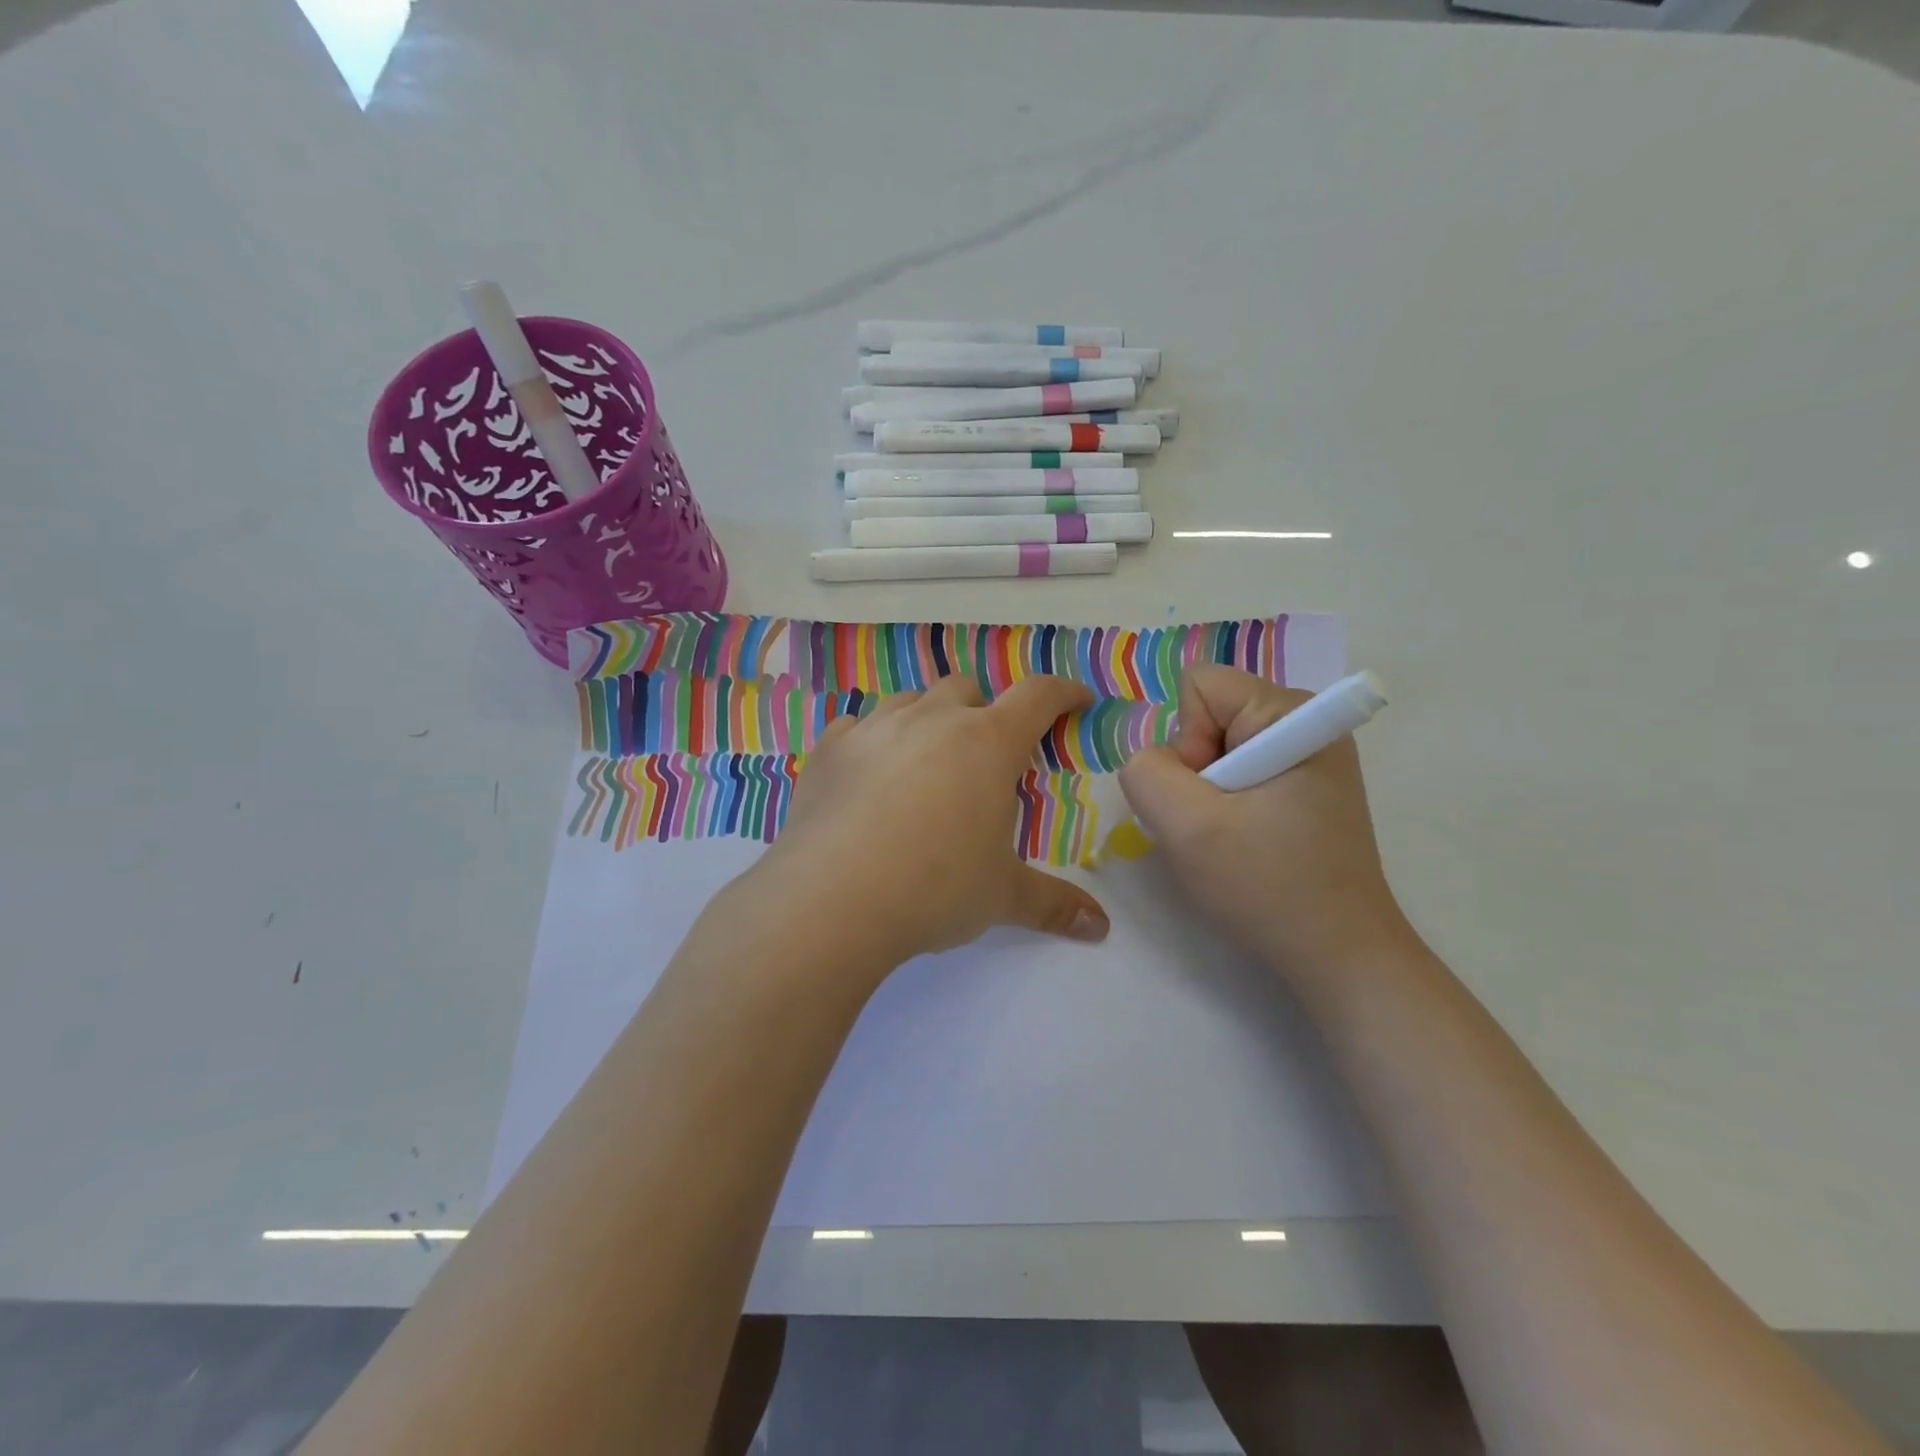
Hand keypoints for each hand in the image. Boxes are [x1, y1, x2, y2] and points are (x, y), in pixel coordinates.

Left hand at [751, 672, 1110, 967]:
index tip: (1078, 700)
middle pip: (966, 688)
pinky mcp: (829, 750)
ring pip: (910, 700)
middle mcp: (932, 720)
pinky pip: (856, 725)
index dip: (1063, 693)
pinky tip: (869, 771)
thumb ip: (1053, 904)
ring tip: (927, 759)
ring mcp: (875, 729)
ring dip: (927, 718)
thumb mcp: (1002, 897)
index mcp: (987, 743)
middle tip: (986, 750)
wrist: (832, 899)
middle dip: (984, 709)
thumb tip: (1100, 928)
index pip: (1037, 696)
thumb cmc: (935, 888)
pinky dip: (872, 740)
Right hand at [1118, 666, 1412, 986]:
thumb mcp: (1186, 826)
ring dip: (1206, 797)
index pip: (1200, 686)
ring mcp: (1309, 757)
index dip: (1187, 740)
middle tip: (1218, 826)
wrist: (1339, 956)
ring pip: (1216, 750)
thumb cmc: (1267, 886)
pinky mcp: (1305, 788)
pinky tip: (1244, 847)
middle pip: (1208, 717)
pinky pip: (1237, 775)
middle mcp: (1306, 724)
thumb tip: (1151, 763)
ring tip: (1230, 841)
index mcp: (1291, 714)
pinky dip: (1225, 809)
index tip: (1210, 796)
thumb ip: (1146, 773)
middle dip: (1195, 771)